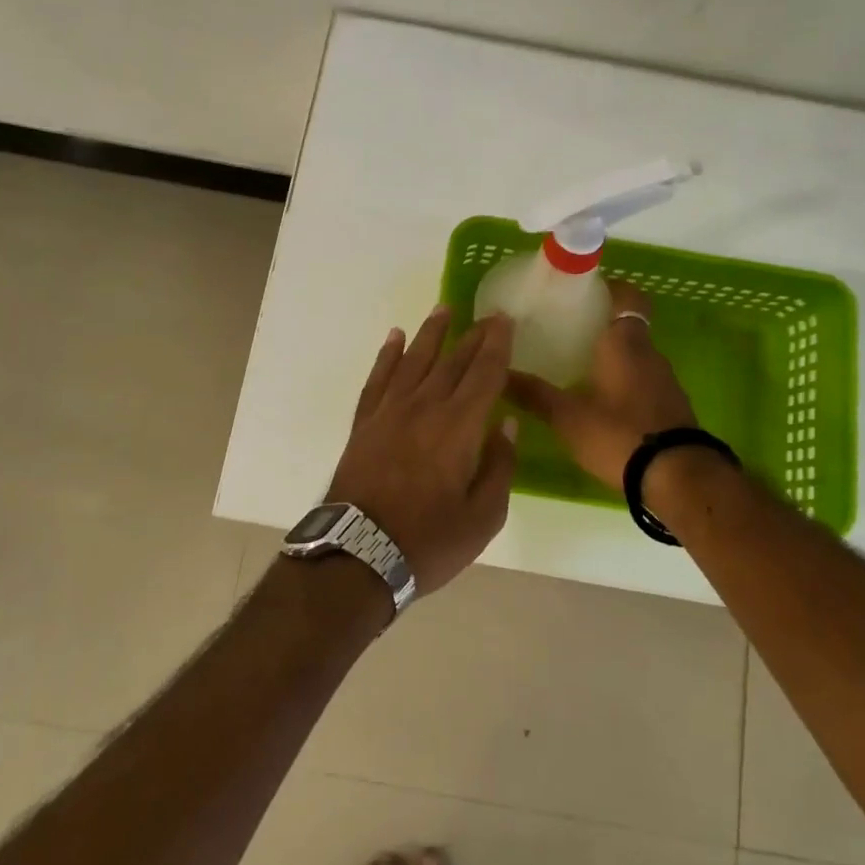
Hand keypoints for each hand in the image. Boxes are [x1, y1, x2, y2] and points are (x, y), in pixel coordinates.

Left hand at [328, 307, 518, 595]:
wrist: (358, 554)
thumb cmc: (429, 541)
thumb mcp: (483, 517)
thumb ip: (500, 466)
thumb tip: (506, 424)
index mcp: (459, 428)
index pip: (484, 375)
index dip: (497, 346)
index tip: (504, 321)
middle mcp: (424, 408)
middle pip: (453, 362)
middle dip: (473, 336)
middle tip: (487, 316)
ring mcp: (389, 412)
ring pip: (414, 361)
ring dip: (431, 333)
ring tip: (443, 310)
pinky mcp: (364, 423)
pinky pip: (378, 379)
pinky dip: (387, 356)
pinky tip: (394, 339)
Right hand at [506, 280, 696, 486]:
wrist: (678, 478)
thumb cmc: (619, 434)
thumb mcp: (568, 417)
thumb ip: (534, 395)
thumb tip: (498, 373)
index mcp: (625, 343)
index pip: (627, 296)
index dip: (609, 287)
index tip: (583, 290)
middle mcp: (650, 354)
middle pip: (628, 326)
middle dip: (601, 325)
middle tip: (566, 330)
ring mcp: (665, 381)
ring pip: (636, 356)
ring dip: (613, 356)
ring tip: (578, 366)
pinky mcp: (672, 407)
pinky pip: (644, 381)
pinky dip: (624, 382)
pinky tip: (602, 401)